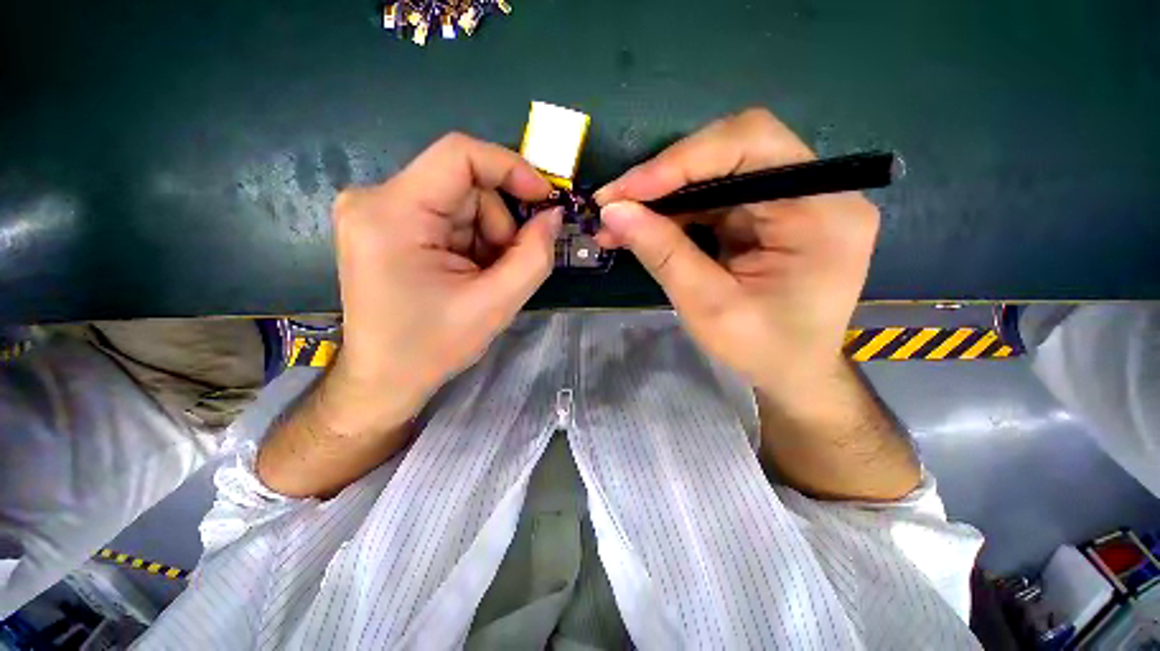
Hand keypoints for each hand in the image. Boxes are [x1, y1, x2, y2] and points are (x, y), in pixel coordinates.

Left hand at [326, 133, 559, 433]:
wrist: (384, 378)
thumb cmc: (433, 347)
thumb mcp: (496, 304)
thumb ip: (535, 256)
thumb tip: (553, 216)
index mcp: (392, 214)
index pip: (459, 155)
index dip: (511, 168)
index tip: (545, 199)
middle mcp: (375, 199)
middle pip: (464, 185)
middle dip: (498, 224)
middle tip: (504, 267)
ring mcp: (376, 210)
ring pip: (460, 202)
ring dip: (486, 237)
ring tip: (483, 278)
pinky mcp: (385, 223)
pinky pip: (447, 216)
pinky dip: (470, 241)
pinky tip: (467, 273)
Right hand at [594, 109, 877, 400]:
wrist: (793, 374)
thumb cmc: (763, 351)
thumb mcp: (709, 307)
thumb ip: (663, 254)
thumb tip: (613, 212)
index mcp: (822, 211)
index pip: (750, 145)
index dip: (681, 161)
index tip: (624, 192)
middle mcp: (815, 191)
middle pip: (732, 149)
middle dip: (666, 175)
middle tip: (615, 202)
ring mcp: (791, 200)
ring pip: (716, 172)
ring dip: (662, 195)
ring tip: (618, 221)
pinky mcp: (767, 215)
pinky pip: (713, 198)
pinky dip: (673, 211)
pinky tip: (643, 228)